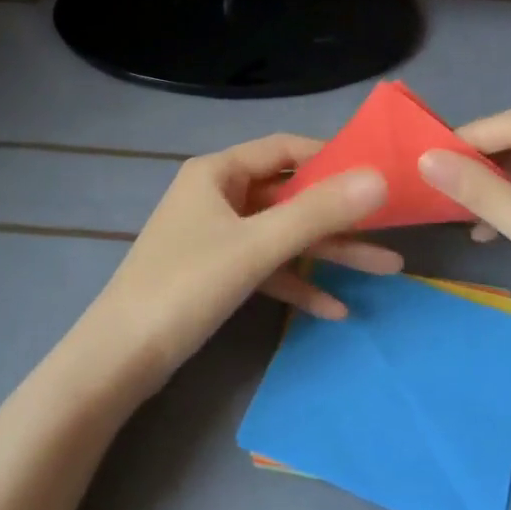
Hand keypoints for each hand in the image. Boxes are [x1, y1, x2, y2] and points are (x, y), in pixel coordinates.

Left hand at [87, 135, 393, 392]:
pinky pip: (266, 267)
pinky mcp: (216, 273)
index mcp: (218, 171)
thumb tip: (379, 179)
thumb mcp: (256, 246)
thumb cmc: (185, 287)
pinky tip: (335, 308)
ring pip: (282, 234)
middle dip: (339, 215)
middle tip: (391, 226)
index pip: (285, 149)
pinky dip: (297, 281)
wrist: (118, 360)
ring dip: (327, 251)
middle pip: (289, 195)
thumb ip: (318, 212)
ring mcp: (216, 235)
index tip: (376, 172)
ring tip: (384, 269)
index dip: (331, 157)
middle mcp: (218, 194)